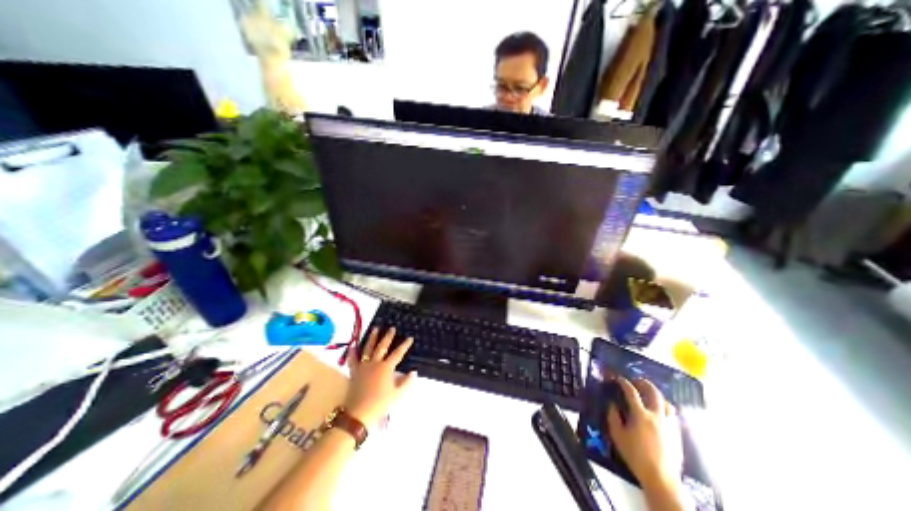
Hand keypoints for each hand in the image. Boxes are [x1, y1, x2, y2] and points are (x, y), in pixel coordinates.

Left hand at [342, 328, 414, 426]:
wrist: (358, 414)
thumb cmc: (380, 404)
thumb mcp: (397, 394)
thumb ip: (406, 382)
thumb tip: (413, 372)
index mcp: (386, 368)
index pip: (398, 353)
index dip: (404, 345)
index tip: (410, 338)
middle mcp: (375, 363)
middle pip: (382, 347)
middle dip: (388, 337)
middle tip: (392, 328)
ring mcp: (363, 366)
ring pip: (368, 349)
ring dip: (372, 338)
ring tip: (375, 328)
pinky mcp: (354, 372)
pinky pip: (352, 360)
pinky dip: (352, 352)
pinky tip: (353, 345)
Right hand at [607, 378, 678, 488]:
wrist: (661, 479)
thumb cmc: (636, 456)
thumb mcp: (617, 435)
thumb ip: (613, 416)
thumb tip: (612, 404)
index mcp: (640, 415)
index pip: (631, 392)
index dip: (624, 383)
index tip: (618, 379)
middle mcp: (657, 415)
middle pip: (653, 392)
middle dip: (644, 383)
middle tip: (636, 381)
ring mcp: (669, 424)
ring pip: (666, 402)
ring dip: (656, 395)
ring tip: (649, 396)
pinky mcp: (677, 433)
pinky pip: (672, 414)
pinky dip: (664, 408)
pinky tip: (659, 412)